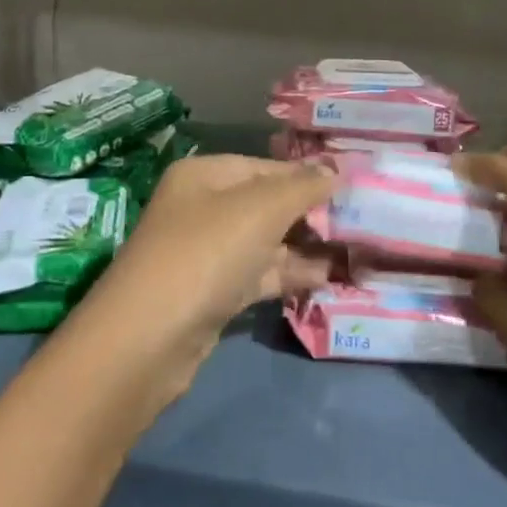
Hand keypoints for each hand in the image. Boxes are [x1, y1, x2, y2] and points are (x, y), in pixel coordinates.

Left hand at [80, 155, 334, 380]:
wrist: (148, 340)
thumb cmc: (206, 253)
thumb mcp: (260, 210)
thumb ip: (302, 188)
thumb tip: (335, 170)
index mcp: (205, 175)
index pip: (266, 166)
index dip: (307, 176)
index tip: (351, 187)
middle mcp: (202, 207)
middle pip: (265, 203)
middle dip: (309, 213)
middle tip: (358, 221)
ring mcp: (205, 252)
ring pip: (264, 241)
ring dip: (304, 246)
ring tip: (353, 251)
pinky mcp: (211, 293)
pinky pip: (257, 274)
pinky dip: (288, 274)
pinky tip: (326, 278)